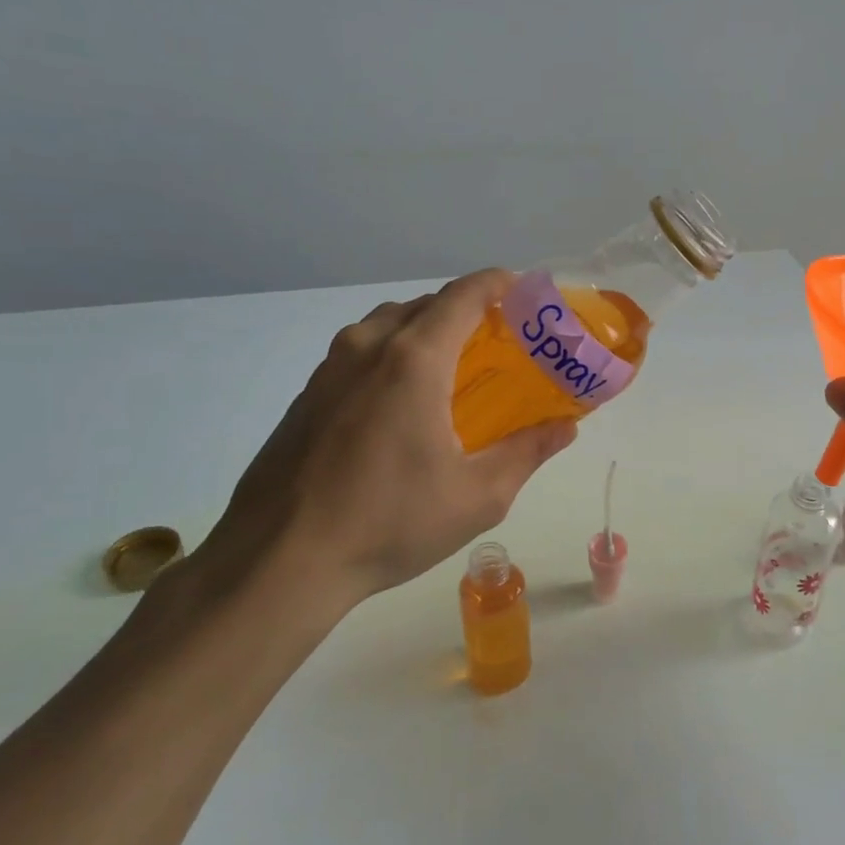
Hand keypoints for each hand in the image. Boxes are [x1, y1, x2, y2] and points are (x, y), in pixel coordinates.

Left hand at [173, 269, 576, 631]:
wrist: (279, 560)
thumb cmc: (389, 522)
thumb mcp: (478, 496)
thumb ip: (527, 452)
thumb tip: (565, 427)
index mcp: (414, 360)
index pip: (464, 295)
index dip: (499, 285)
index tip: (526, 296)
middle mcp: (368, 347)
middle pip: (426, 304)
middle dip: (467, 311)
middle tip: (499, 343)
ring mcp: (330, 368)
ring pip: (388, 324)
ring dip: (426, 330)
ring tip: (452, 369)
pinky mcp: (307, 394)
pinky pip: (360, 351)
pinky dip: (392, 354)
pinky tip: (402, 404)